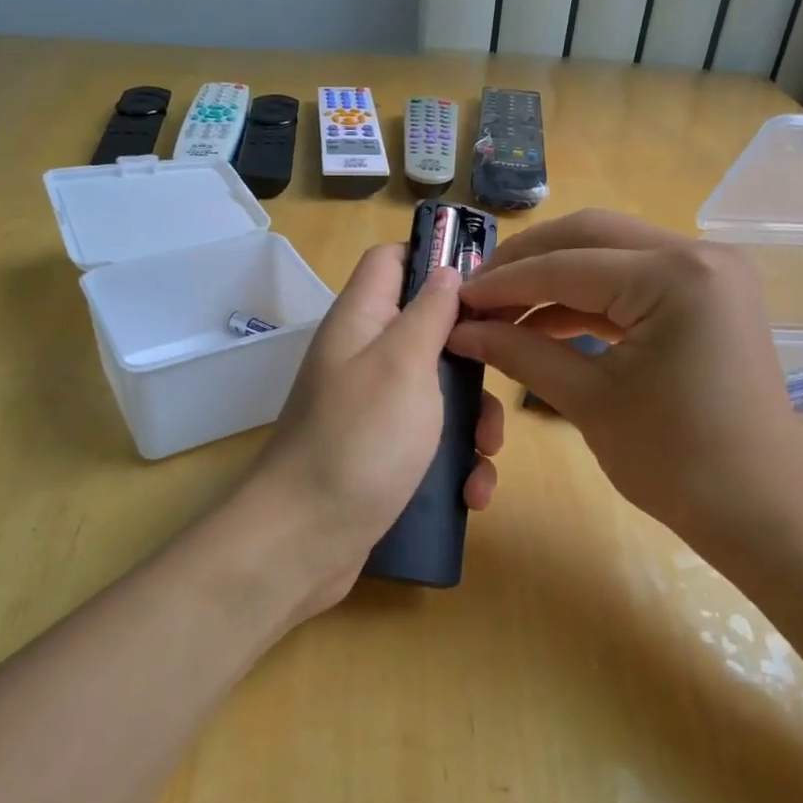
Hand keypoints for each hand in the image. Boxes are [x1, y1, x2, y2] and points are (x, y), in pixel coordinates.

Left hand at [245, 243, 503, 616]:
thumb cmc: (360, 441)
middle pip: (428, 331)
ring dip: (472, 422)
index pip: (392, 260)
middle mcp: (364, 358)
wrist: (303, 543)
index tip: (484, 287)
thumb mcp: (403, 365)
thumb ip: (429, 313)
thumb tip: (447, 271)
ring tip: (486, 455)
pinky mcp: (380, 455)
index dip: (435, 259)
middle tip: (499, 387)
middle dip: (472, 360)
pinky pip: (428, 442)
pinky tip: (471, 492)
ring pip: (438, 392)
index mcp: (362, 321)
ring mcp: (371, 410)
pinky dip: (454, 462)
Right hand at [447, 210, 802, 554]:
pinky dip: (587, 297)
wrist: (763, 511)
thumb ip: (520, 352)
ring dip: (554, 277)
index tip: (452, 300)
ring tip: (501, 310)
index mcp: (674, 275)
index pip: (565, 266)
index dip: (501, 284)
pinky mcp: (707, 297)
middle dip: (526, 262)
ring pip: (610, 253)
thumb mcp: (589, 401)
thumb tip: (459, 331)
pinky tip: (543, 322)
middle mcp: (698, 254)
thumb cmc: (677, 462)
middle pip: (588, 235)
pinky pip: (634, 281)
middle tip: (476, 293)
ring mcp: (708, 273)